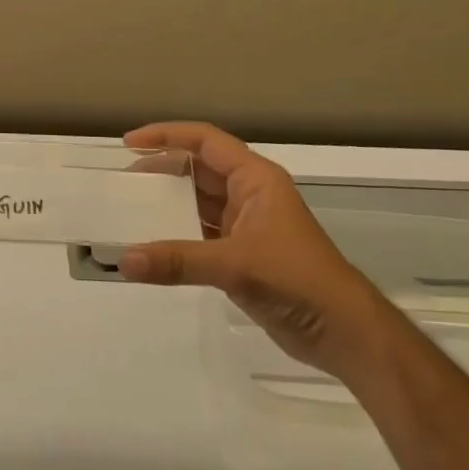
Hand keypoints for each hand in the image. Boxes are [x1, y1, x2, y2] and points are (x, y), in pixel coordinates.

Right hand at [119, 122, 390, 376]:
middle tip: (123, 179)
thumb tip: (123, 261)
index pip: (204, 141)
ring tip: (131, 206)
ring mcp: (247, 225)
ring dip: (168, 202)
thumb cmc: (297, 280)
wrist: (345, 333)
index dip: (166, 136)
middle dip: (162, 169)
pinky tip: (153, 243)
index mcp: (256, 178)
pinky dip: (177, 235)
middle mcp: (250, 193)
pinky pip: (201, 234)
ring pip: (199, 201)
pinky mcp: (243, 255)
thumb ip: (178, 261)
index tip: (128, 143)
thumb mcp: (236, 265)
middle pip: (198, 168)